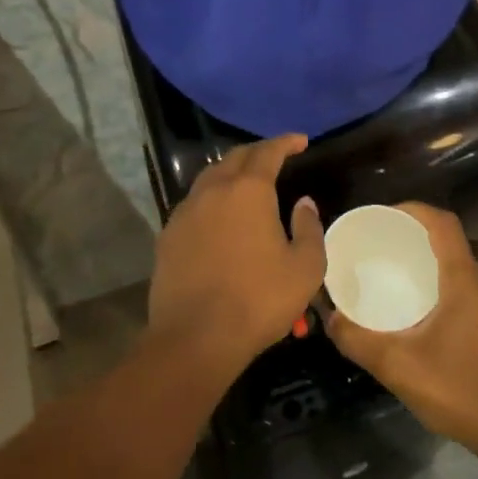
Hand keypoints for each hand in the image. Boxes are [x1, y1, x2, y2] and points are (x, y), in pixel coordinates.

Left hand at [146, 134, 325, 376]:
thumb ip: (309, 228)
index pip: (268, 152)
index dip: (286, 142)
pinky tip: (219, 216)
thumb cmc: (258, 300)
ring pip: (210, 177)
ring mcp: (186, 211)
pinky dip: (212, 198)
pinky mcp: (168, 234)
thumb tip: (304, 203)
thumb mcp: (304, 269)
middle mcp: (214, 190)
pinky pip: (194, 203)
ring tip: (247, 182)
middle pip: (235, 157)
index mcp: (249, 191)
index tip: (300, 141)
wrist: (195, 338)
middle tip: (276, 157)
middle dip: (258, 152)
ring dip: (231, 172)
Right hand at [326, 203, 477, 459]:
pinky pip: (457, 282)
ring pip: (452, 261)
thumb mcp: (400, 367)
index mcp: (463, 278)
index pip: (441, 222)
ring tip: (385, 267)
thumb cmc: (460, 390)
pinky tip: (409, 302)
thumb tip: (329, 317)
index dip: (411, 209)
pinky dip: (432, 277)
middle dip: (410, 232)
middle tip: (374, 242)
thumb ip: (359, 340)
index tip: (379, 216)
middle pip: (445, 238)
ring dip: (422, 256)